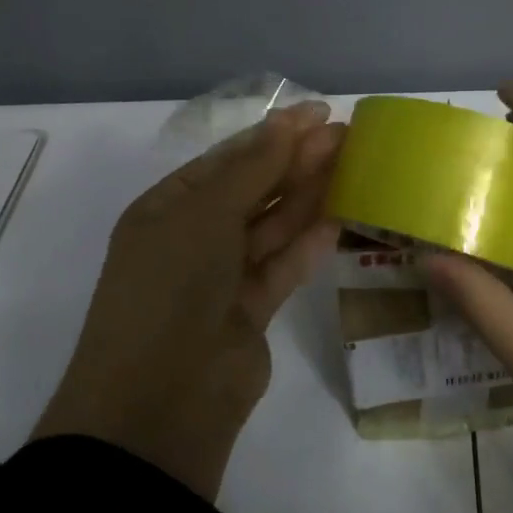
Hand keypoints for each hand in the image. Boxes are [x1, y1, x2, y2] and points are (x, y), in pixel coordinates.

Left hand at [34, 102, 342, 500]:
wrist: (160, 399)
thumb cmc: (171, 287)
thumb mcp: (204, 214)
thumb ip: (254, 168)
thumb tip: (290, 121)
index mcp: (167, 209)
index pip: (226, 160)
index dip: (272, 135)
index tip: (319, 113)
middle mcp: (192, 239)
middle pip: (253, 190)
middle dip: (296, 162)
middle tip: (347, 137)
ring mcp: (221, 278)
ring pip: (271, 227)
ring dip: (308, 197)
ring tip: (352, 167)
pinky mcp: (251, 312)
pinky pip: (283, 267)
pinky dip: (308, 244)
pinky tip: (339, 218)